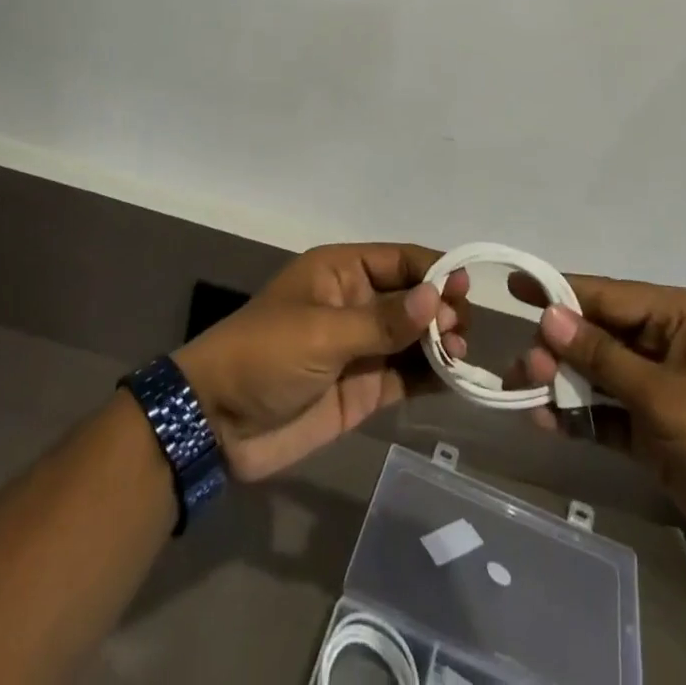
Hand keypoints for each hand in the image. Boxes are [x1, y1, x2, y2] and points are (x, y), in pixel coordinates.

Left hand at [173, 244, 469, 482]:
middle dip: (441, 308)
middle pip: (413, 297)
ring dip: (441, 342)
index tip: (466, 288)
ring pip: (415, 337)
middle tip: (458, 331)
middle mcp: (357, 303)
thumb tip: (437, 296)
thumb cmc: (265, 356)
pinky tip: (457, 380)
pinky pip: (407, 375)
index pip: (400, 260)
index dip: (435, 269)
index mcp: (342, 271)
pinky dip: (432, 376)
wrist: (218, 424)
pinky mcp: (365, 388)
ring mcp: (363, 347)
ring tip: (460, 355)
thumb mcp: (322, 332)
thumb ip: (382, 320)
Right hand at [510, 273, 685, 589]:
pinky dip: (581, 416)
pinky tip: (547, 423)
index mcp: (680, 316)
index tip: (513, 285)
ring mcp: (663, 388)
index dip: (559, 290)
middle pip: (599, 333)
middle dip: (558, 347)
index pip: (607, 295)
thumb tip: (549, 315)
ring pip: (599, 373)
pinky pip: (609, 412)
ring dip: (563, 382)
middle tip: (522, 365)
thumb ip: (602, 356)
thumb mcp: (665, 396)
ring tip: (525, 393)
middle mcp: (669, 342)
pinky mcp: (658, 430)